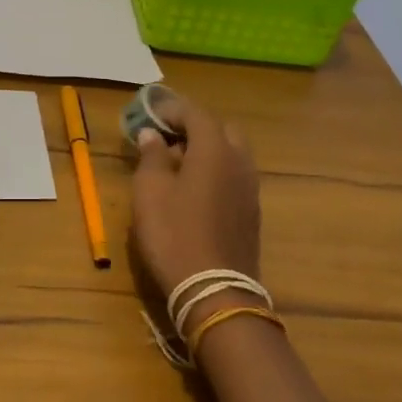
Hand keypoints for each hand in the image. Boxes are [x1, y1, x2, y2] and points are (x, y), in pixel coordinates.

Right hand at [129, 96, 261, 328]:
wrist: (214, 291)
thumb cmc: (174, 234)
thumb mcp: (150, 191)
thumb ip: (151, 156)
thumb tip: (153, 134)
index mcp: (214, 149)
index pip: (195, 114)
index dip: (171, 109)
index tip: (150, 114)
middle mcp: (239, 162)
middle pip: (220, 130)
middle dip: (194, 127)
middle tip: (167, 138)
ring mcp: (249, 188)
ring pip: (231, 154)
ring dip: (207, 150)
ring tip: (177, 164)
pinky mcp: (251, 212)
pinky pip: (234, 176)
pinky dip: (216, 171)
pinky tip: (194, 190)